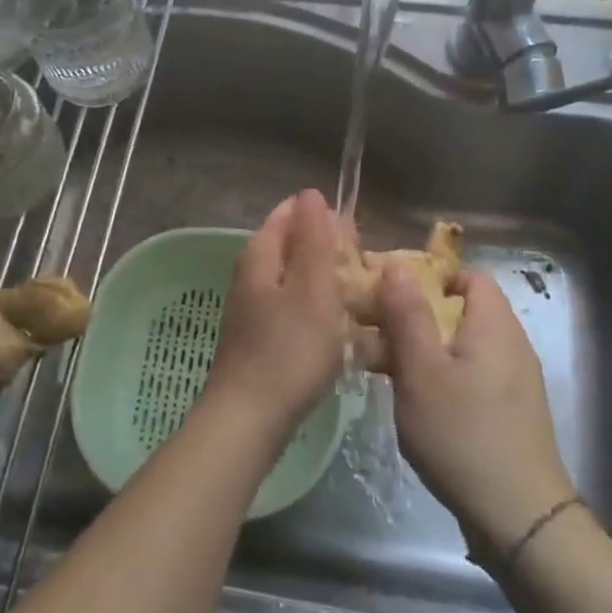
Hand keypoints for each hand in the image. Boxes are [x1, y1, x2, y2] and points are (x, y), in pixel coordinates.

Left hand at [201, 190, 348, 441]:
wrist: (249, 420)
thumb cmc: (289, 350)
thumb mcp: (313, 288)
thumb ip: (313, 239)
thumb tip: (310, 193)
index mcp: (259, 256)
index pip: (288, 215)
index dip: (321, 217)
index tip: (355, 236)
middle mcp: (250, 276)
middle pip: (289, 247)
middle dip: (325, 251)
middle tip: (362, 271)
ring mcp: (251, 310)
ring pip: (292, 280)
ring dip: (323, 284)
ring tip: (357, 301)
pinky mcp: (258, 339)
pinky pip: (292, 310)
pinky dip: (315, 312)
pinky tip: (336, 333)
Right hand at [373, 267, 576, 558]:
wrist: (519, 518)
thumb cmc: (463, 434)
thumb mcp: (421, 370)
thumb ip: (408, 315)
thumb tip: (397, 265)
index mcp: (494, 324)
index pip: (468, 276)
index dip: (430, 279)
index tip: (392, 298)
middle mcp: (511, 343)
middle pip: (462, 310)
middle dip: (418, 317)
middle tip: (378, 338)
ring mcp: (515, 379)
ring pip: (463, 345)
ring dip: (426, 350)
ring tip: (388, 372)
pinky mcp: (512, 411)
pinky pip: (473, 374)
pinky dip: (444, 376)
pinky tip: (419, 404)